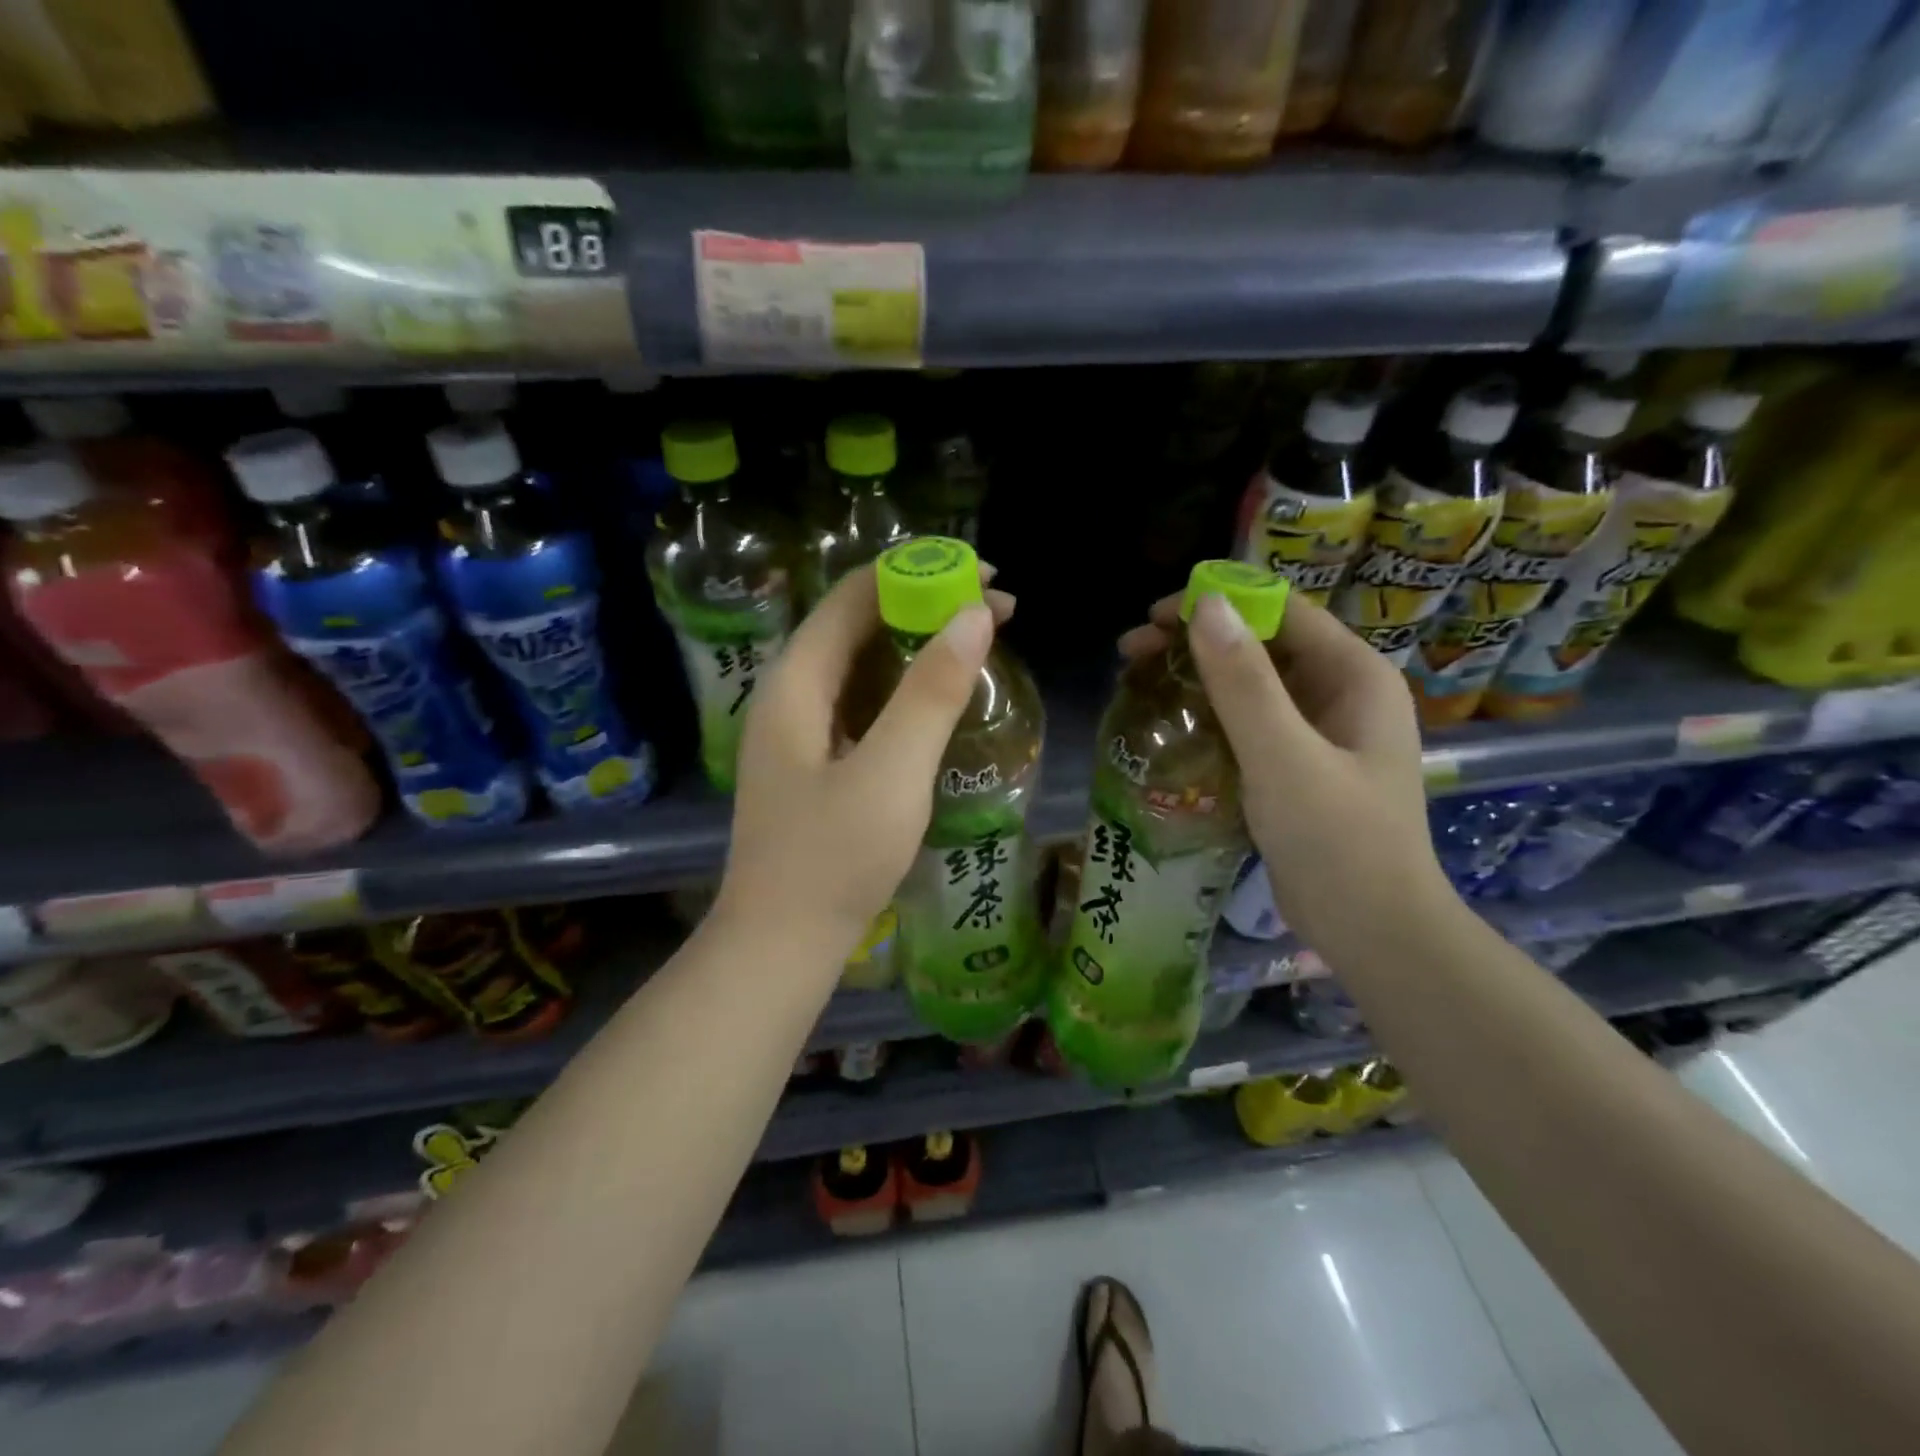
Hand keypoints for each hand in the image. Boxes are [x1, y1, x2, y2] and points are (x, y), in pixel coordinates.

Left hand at [716, 563, 1014, 961]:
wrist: (781, 945)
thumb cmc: (833, 860)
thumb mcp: (892, 773)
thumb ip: (930, 692)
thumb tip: (974, 614)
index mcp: (795, 683)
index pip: (853, 595)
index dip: (917, 571)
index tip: (985, 574)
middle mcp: (790, 694)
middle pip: (857, 623)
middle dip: (925, 604)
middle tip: (998, 609)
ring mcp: (799, 730)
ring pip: (861, 663)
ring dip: (918, 645)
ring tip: (980, 642)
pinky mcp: (815, 761)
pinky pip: (863, 701)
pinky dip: (905, 686)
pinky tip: (941, 697)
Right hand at [1120, 591, 1449, 949]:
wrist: (1373, 931)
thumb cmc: (1337, 840)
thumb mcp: (1283, 756)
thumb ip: (1244, 681)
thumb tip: (1205, 605)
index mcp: (1354, 675)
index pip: (1280, 612)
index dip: (1218, 603)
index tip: (1154, 616)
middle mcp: (1340, 693)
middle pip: (1260, 644)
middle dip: (1196, 640)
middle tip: (1132, 651)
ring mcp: (1319, 732)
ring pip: (1250, 684)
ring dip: (1196, 676)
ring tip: (1138, 681)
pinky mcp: (1297, 766)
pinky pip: (1248, 722)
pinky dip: (1208, 714)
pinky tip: (1170, 723)